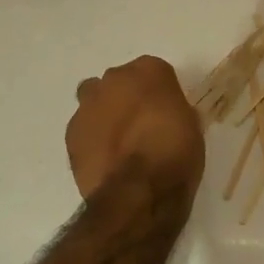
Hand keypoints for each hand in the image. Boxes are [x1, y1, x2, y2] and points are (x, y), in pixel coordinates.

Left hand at [67, 56, 205, 203]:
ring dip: (104, 114)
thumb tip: (167, 118)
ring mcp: (88, 105)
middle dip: (126, 98)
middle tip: (140, 126)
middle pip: (119, 82)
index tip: (165, 113)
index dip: (159, 93)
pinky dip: (91, 140)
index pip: (154, 72)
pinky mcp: (71, 133)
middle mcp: (115, 79)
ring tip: (118, 144)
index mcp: (150, 70)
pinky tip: (104, 160)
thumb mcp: (192, 128)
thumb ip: (174, 112)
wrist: (137, 192)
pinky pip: (83, 129)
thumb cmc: (175, 155)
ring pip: (94, 101)